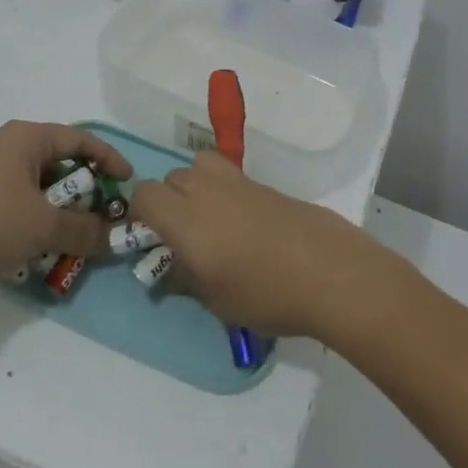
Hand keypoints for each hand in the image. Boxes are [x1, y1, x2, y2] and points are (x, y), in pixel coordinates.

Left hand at [0, 121, 132, 303]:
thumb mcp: (44, 228)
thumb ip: (85, 231)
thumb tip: (117, 238)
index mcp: (25, 138)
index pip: (80, 139)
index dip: (108, 159)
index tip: (129, 182)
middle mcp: (5, 147)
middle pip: (58, 163)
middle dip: (84, 191)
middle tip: (103, 216)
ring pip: (36, 187)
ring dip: (59, 211)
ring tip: (75, 238)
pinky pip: (15, 203)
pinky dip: (34, 220)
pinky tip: (39, 249)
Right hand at [127, 151, 385, 339]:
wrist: (327, 270)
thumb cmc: (265, 293)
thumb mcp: (216, 301)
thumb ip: (185, 280)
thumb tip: (170, 271)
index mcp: (185, 219)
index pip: (144, 194)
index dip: (140, 214)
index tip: (151, 240)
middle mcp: (205, 190)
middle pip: (171, 178)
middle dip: (168, 202)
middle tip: (183, 237)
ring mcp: (236, 181)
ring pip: (198, 166)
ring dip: (194, 186)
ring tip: (210, 219)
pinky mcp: (261, 183)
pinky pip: (227, 174)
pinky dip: (222, 189)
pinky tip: (241, 223)